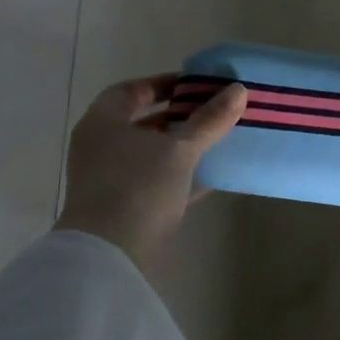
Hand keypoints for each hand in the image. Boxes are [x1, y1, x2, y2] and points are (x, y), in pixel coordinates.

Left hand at [55, 75, 247, 275]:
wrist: (110, 256)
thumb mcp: (180, 149)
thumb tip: (239, 90)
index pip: (131, 91)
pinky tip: (213, 174)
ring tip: (219, 139)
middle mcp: (101, 147)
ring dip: (183, 146)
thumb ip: (209, 120)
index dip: (163, 84)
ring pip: (152, 154)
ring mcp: (111, 179)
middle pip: (143, 122)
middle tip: (214, 110)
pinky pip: (157, 181)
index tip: (196, 86)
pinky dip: (181, 175)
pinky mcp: (124, 207)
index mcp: (103, 123)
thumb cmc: (138, 187)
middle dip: (179, 116)